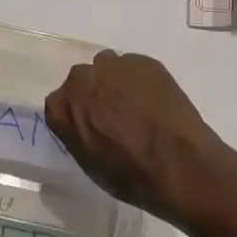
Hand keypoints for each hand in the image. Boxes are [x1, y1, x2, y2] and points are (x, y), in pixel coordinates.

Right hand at [43, 51, 234, 216]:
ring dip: (116, 82)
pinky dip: (141, 80)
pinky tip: (156, 101)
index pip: (58, 104)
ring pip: (109, 67)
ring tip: (137, 105)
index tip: (89, 126)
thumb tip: (84, 123)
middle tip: (114, 115)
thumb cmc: (131, 175)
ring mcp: (115, 66)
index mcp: (63, 107)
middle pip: (82, 80)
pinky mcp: (144, 62)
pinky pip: (135, 67)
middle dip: (94, 93)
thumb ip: (78, 134)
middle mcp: (83, 79)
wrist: (179, 164)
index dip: (75, 114)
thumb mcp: (90, 164)